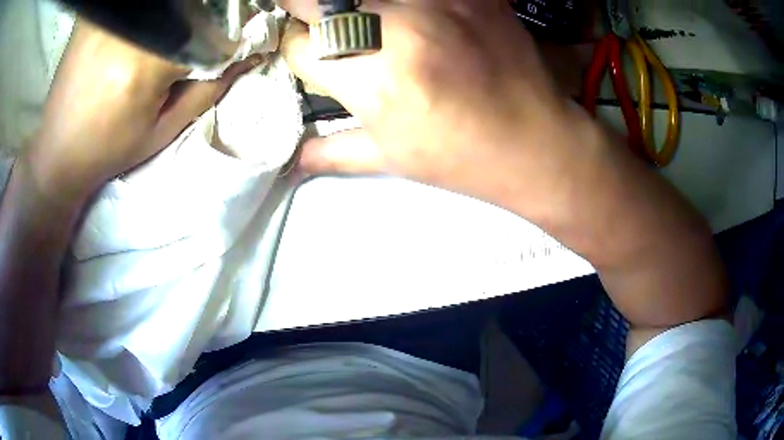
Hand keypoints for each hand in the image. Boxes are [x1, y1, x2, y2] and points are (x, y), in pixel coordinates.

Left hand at [24, 19, 262, 207]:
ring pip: (165, 6)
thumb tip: (249, 55)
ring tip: (164, 45)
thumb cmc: (109, 149)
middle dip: (203, 22)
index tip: (227, 50)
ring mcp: (107, 17)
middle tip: (193, 46)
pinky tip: (146, 29)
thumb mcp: (163, 130)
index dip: (227, 39)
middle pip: (191, 7)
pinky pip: (132, 7)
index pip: (211, 32)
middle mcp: (126, 30)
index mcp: (145, 64)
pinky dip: (151, 16)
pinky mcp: (94, 15)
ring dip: (177, 17)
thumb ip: (208, 89)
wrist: (57, 151)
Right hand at [280, 0, 592, 215]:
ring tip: (373, 26)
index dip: (294, 47)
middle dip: (307, 11)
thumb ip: (334, 150)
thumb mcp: (392, 158)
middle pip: (318, 0)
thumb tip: (293, 158)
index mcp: (373, 80)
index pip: (298, 45)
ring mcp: (438, 1)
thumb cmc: (462, 157)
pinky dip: (404, 3)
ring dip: (354, 6)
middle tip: (328, 27)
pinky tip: (414, 20)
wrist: (537, 142)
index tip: (305, 49)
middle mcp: (398, 29)